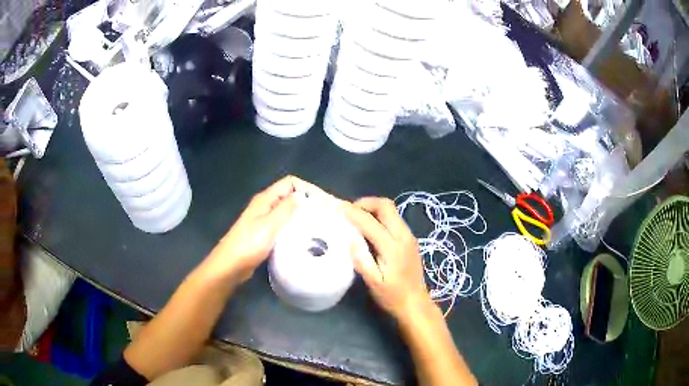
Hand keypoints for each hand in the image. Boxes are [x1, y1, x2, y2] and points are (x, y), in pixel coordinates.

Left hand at [203, 176, 319, 285]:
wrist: (230, 266)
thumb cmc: (248, 245)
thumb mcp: (269, 226)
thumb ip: (286, 209)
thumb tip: (302, 196)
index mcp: (265, 199)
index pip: (290, 183)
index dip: (307, 188)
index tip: (323, 203)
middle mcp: (265, 206)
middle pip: (290, 195)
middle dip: (308, 201)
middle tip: (325, 215)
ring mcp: (264, 220)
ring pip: (288, 211)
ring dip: (302, 215)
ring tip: (319, 225)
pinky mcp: (265, 234)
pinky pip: (284, 225)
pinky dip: (295, 227)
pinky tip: (304, 237)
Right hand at [343, 197, 431, 321]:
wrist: (416, 303)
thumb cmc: (392, 296)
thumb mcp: (373, 283)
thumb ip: (362, 260)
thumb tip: (350, 239)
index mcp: (393, 247)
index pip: (370, 222)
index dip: (353, 213)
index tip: (338, 208)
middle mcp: (404, 236)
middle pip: (386, 206)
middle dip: (366, 203)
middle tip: (349, 211)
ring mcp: (409, 236)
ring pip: (391, 210)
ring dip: (373, 208)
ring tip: (356, 217)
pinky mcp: (409, 239)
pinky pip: (394, 218)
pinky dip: (379, 216)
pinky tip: (369, 227)